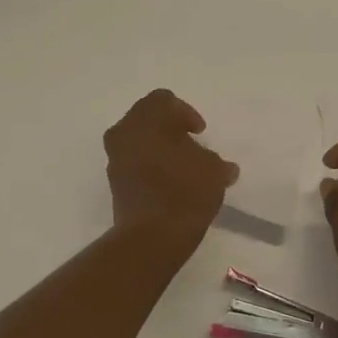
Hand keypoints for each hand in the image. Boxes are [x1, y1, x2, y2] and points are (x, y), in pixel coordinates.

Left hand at [104, 90, 238, 252]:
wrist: (152, 237)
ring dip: (155, 145)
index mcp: (149, 118)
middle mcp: (126, 131)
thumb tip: (225, 168)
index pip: (164, 99)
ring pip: (136, 139)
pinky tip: (167, 182)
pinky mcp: (113, 182)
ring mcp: (115, 157)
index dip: (185, 112)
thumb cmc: (185, 191)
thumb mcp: (214, 171)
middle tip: (189, 143)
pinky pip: (131, 161)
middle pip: (146, 116)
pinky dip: (147, 165)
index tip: (199, 132)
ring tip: (179, 165)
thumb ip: (216, 162)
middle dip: (168, 126)